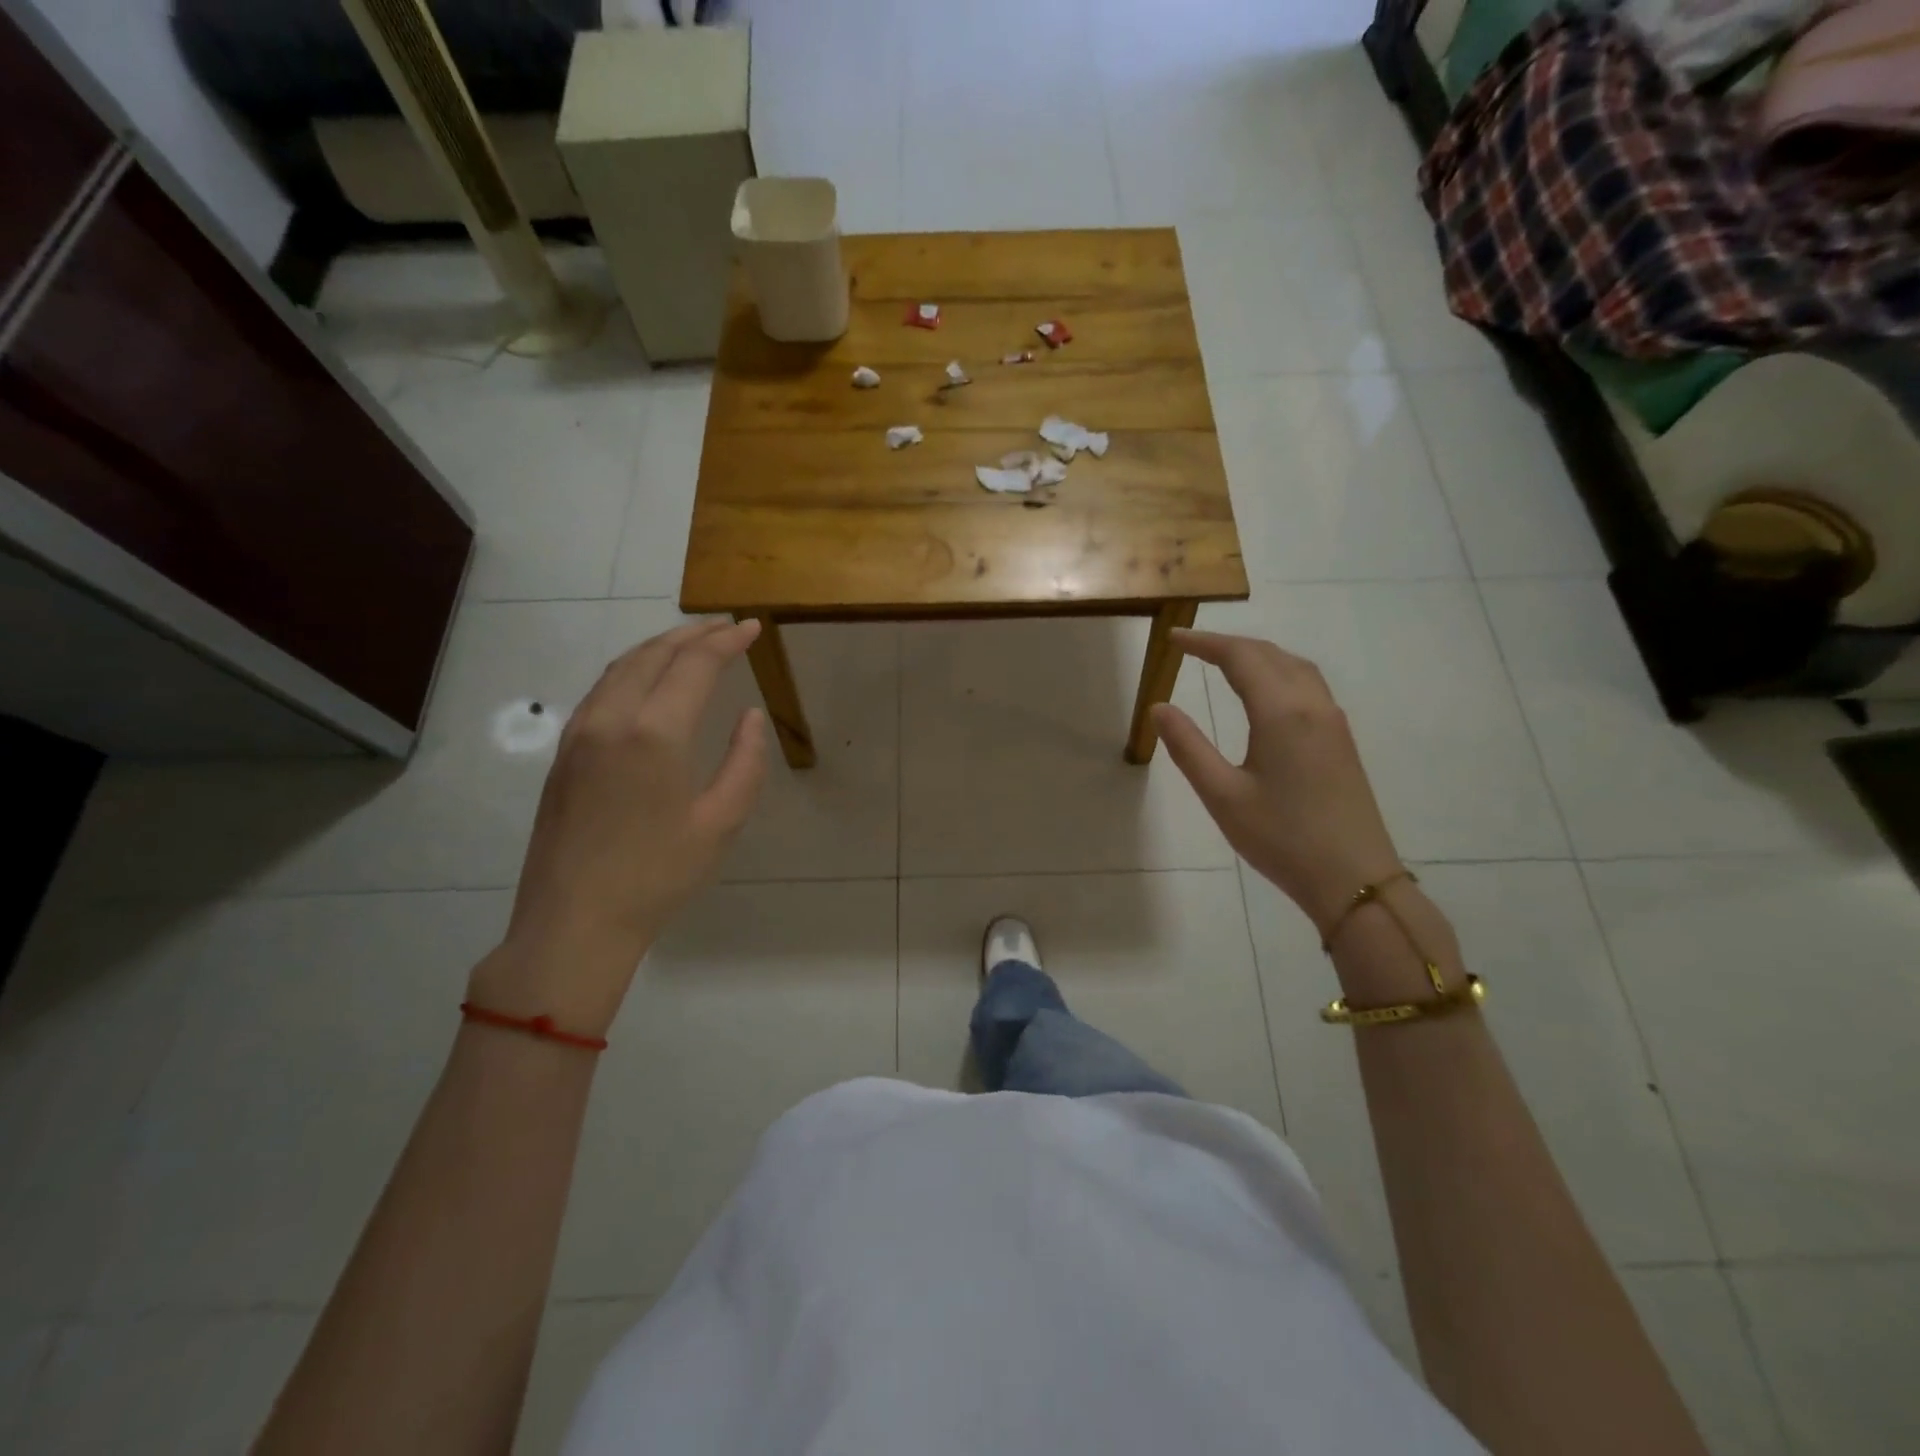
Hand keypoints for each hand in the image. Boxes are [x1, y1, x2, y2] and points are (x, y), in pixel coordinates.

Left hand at [471, 619, 768, 1034]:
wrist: (574, 922)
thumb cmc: (658, 876)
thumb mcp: (720, 823)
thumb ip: (745, 763)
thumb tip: (750, 717)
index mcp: (655, 734)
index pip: (694, 666)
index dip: (726, 642)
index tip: (752, 628)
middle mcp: (611, 719)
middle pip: (653, 655)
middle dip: (692, 634)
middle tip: (725, 626)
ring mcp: (580, 734)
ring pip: (620, 668)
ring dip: (658, 647)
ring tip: (690, 643)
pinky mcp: (564, 753)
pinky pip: (600, 691)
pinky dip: (631, 670)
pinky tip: (646, 680)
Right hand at [1151, 629, 1401, 935]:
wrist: (1354, 879)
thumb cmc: (1282, 839)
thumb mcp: (1222, 796)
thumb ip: (1188, 747)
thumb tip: (1159, 707)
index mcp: (1281, 713)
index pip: (1240, 658)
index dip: (1205, 643)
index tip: (1173, 637)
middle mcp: (1312, 705)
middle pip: (1270, 654)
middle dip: (1229, 644)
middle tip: (1192, 647)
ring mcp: (1333, 722)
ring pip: (1295, 666)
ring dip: (1258, 655)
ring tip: (1225, 661)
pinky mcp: (1341, 740)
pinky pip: (1308, 685)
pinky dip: (1279, 671)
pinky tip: (1266, 692)